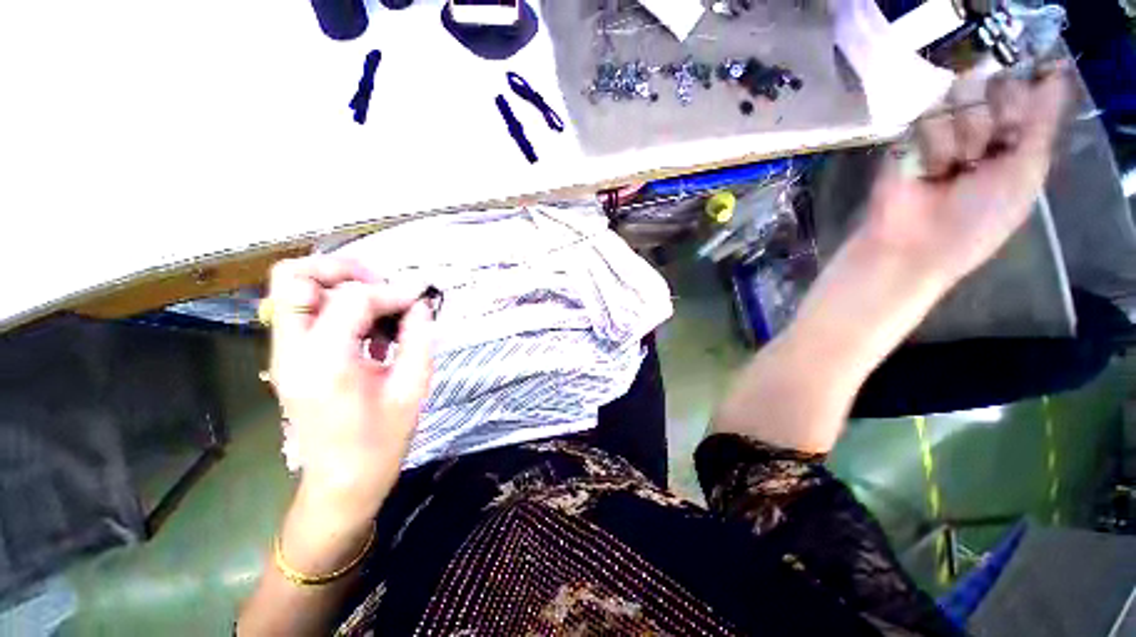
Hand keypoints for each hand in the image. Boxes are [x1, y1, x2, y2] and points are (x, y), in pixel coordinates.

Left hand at [267, 256, 434, 532]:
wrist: (342, 483)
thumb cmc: (381, 442)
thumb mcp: (412, 388)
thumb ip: (418, 339)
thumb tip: (421, 305)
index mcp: (325, 363)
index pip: (353, 299)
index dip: (392, 293)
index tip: (418, 301)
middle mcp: (292, 352)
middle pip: (295, 276)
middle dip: (345, 270)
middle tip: (384, 285)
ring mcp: (285, 355)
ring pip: (295, 289)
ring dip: (341, 285)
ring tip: (381, 306)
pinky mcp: (292, 359)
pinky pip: (306, 312)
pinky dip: (338, 306)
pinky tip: (371, 329)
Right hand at [861, 63, 1069, 285]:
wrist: (919, 242)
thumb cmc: (982, 217)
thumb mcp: (1028, 172)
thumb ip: (1043, 120)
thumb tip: (1057, 69)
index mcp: (1012, 136)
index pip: (1022, 86)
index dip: (1021, 95)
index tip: (1015, 120)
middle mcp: (978, 125)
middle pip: (992, 82)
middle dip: (991, 115)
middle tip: (983, 152)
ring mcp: (941, 129)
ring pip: (960, 94)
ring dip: (962, 134)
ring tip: (952, 167)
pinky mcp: (907, 137)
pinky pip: (926, 115)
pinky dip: (933, 144)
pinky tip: (929, 169)